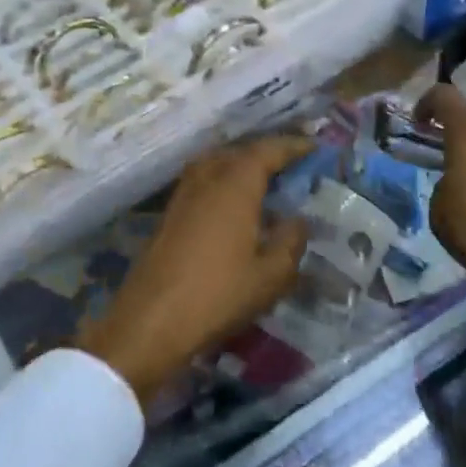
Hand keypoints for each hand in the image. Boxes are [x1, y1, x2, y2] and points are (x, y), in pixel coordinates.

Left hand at [81, 135, 313, 403]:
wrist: (152, 320)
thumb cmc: (218, 295)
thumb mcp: (271, 275)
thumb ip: (290, 241)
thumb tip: (297, 220)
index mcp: (235, 185)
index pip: (267, 151)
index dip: (292, 146)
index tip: (314, 147)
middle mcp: (206, 179)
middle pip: (238, 152)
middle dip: (265, 154)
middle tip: (291, 165)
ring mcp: (182, 195)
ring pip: (215, 164)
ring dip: (240, 165)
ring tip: (263, 182)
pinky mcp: (168, 215)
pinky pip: (202, 182)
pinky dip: (222, 183)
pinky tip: (233, 207)